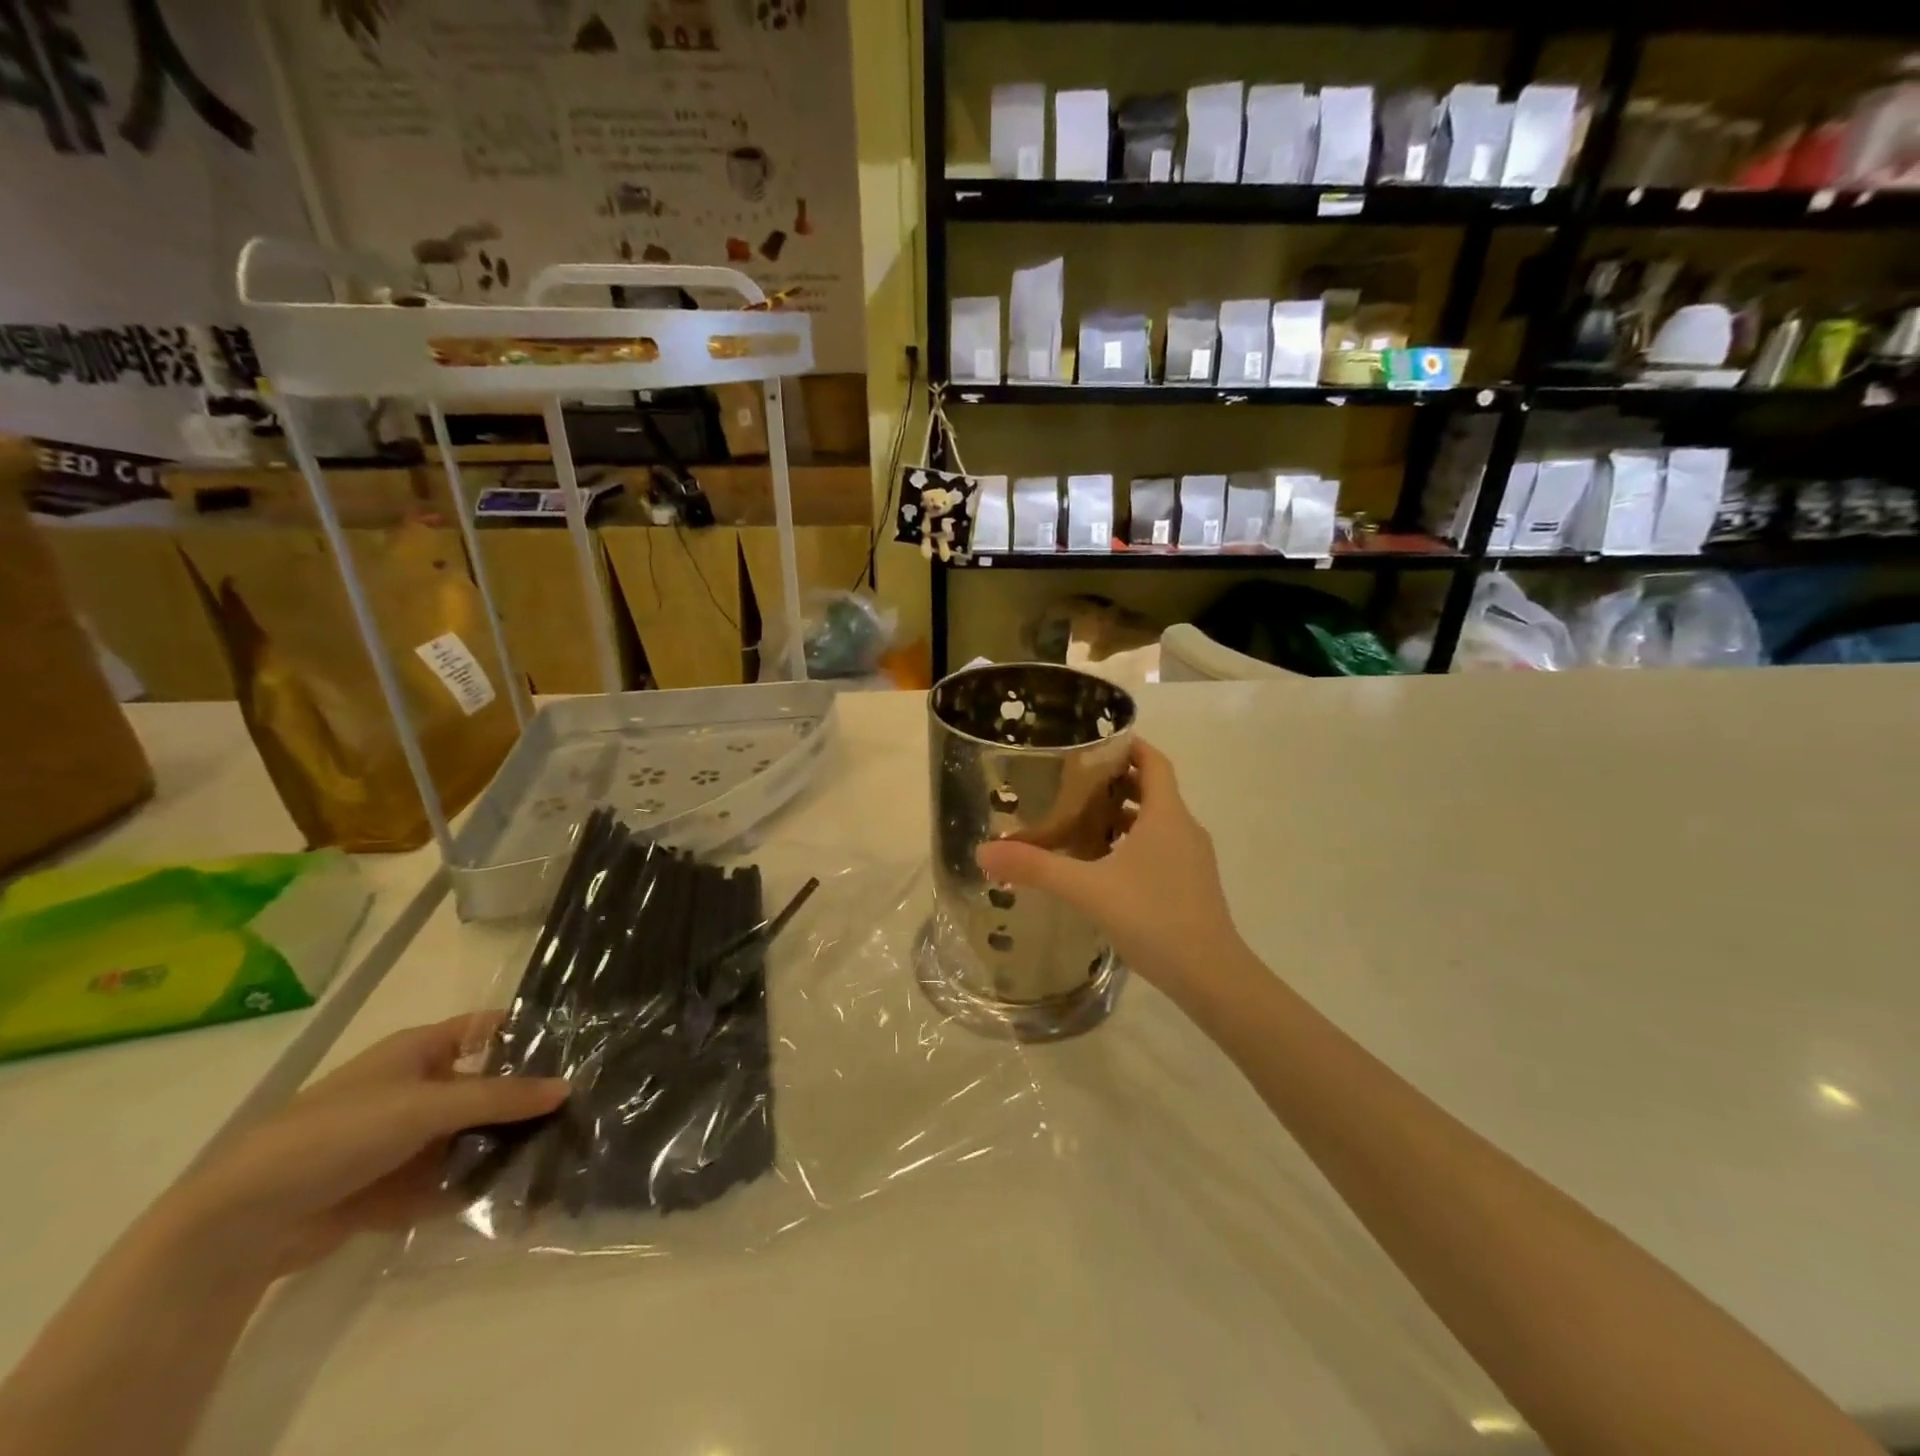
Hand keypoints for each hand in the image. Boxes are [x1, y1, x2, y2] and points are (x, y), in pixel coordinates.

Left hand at [153, 1016, 567, 1281]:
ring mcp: (402, 1141)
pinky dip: (472, 1189)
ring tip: (557, 1160)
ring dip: (502, 1150)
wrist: (242, 1222)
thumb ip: (499, 1097)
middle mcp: (415, 1089)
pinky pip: (445, 1182)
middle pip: (484, 1088)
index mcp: (419, 1051)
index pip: (487, 1029)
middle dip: (524, 1102)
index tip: (579, 1046)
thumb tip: (567, 1087)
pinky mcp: (390, 1188)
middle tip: (580, 1110)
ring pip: (468, 1138)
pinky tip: (514, 1199)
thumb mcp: (428, 1105)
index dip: (528, 1033)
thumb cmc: (340, 1133)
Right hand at [976, 739, 1242, 1002]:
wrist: (1211, 976)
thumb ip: (1036, 868)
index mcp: (1167, 815)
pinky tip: (1105, 868)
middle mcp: (1184, 829)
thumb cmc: (1153, 918)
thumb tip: (984, 851)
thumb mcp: (1087, 889)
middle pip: (1153, 790)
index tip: (1096, 742)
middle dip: (1116, 782)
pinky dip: (1135, 845)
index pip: (1154, 762)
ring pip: (1157, 823)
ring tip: (1082, 823)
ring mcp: (1193, 860)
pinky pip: (1162, 849)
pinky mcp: (1193, 886)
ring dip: (1124, 817)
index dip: (1130, 746)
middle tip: (1074, 783)